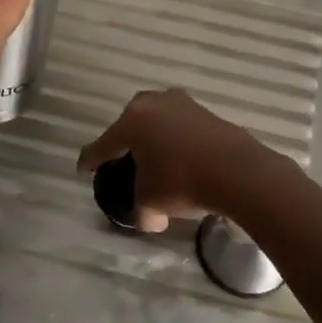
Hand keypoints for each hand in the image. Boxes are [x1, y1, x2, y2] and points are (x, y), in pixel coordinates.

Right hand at [77, 89, 294, 232]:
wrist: (237, 170)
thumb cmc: (182, 181)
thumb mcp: (151, 202)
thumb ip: (141, 210)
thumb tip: (149, 218)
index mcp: (131, 121)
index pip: (103, 144)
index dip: (91, 160)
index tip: (84, 168)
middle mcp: (153, 103)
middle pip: (129, 125)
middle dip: (125, 143)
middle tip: (123, 163)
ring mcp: (182, 103)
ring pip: (157, 122)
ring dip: (153, 139)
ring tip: (155, 161)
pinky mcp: (205, 111)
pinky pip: (180, 126)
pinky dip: (175, 140)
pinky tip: (180, 159)